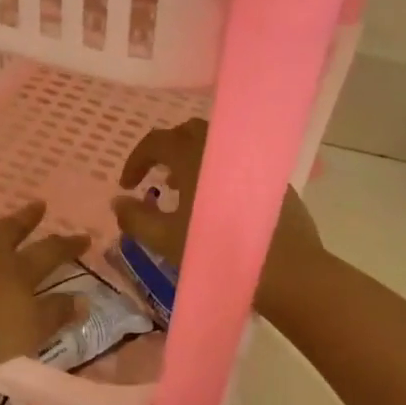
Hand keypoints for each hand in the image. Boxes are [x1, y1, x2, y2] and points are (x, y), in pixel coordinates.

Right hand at [111, 118, 324, 312]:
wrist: (287, 270)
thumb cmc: (218, 251)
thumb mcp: (166, 240)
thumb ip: (136, 218)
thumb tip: (118, 201)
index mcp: (193, 157)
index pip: (156, 141)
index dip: (136, 160)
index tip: (127, 186)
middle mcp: (223, 149)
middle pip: (187, 133)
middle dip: (166, 152)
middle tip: (155, 180)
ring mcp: (252, 162)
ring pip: (215, 147)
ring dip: (192, 162)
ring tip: (182, 193)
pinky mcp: (272, 180)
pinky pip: (236, 163)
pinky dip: (217, 173)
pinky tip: (216, 206)